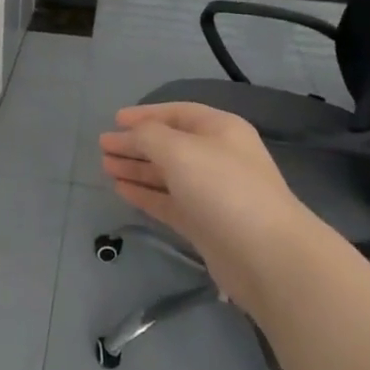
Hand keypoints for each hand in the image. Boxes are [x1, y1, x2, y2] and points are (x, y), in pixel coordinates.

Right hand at [99, 102, 318, 300]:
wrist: (267, 256)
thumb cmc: (223, 188)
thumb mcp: (179, 150)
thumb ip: (148, 136)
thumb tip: (131, 136)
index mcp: (220, 130)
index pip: (177, 113)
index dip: (145, 114)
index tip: (114, 121)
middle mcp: (217, 157)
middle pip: (169, 144)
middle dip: (136, 144)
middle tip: (103, 147)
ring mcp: (211, 193)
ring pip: (167, 174)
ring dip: (137, 169)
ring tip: (106, 167)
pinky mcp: (204, 224)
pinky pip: (168, 202)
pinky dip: (145, 194)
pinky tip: (121, 190)